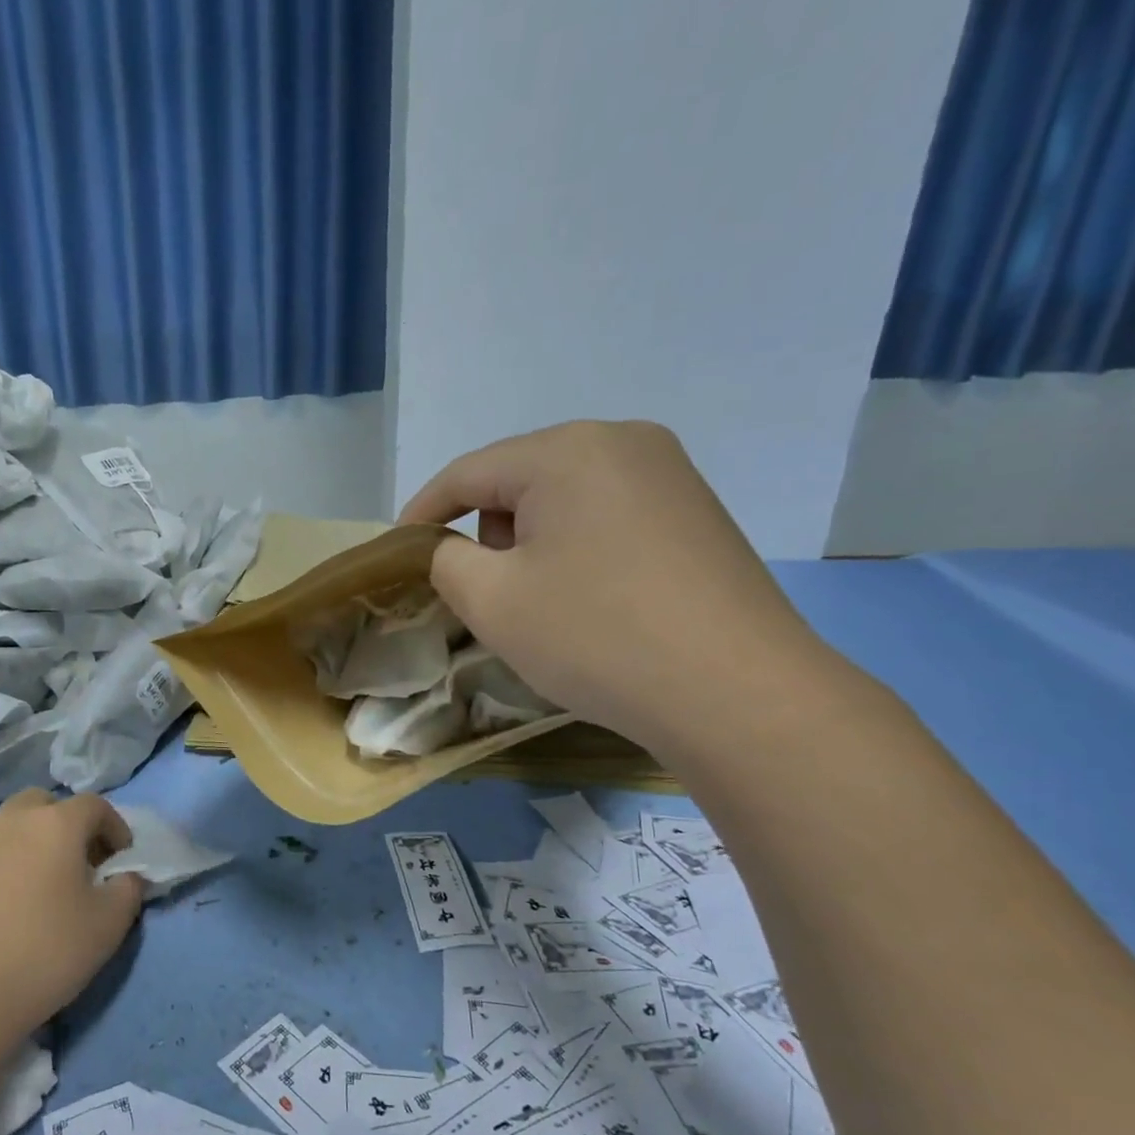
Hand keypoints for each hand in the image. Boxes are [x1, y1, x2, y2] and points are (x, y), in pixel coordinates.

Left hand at [0, 789, 143, 1042]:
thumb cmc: (42, 953)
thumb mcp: (107, 927)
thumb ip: (128, 891)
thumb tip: (126, 877)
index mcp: (55, 824)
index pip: (94, 806)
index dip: (114, 827)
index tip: (120, 859)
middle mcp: (10, 821)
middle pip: (44, 804)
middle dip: (65, 825)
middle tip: (76, 864)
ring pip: (6, 828)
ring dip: (28, 845)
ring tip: (36, 888)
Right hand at [398, 422, 837, 757]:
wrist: (737, 692)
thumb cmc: (596, 636)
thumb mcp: (491, 601)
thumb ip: (446, 560)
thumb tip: (451, 548)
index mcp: (566, 450)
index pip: (468, 472)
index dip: (423, 512)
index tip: (397, 551)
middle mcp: (622, 442)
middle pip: (518, 479)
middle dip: (485, 529)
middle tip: (481, 589)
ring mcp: (669, 474)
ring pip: (564, 497)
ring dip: (532, 540)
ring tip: (539, 599)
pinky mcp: (697, 512)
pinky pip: (608, 514)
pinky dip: (577, 547)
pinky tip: (590, 597)